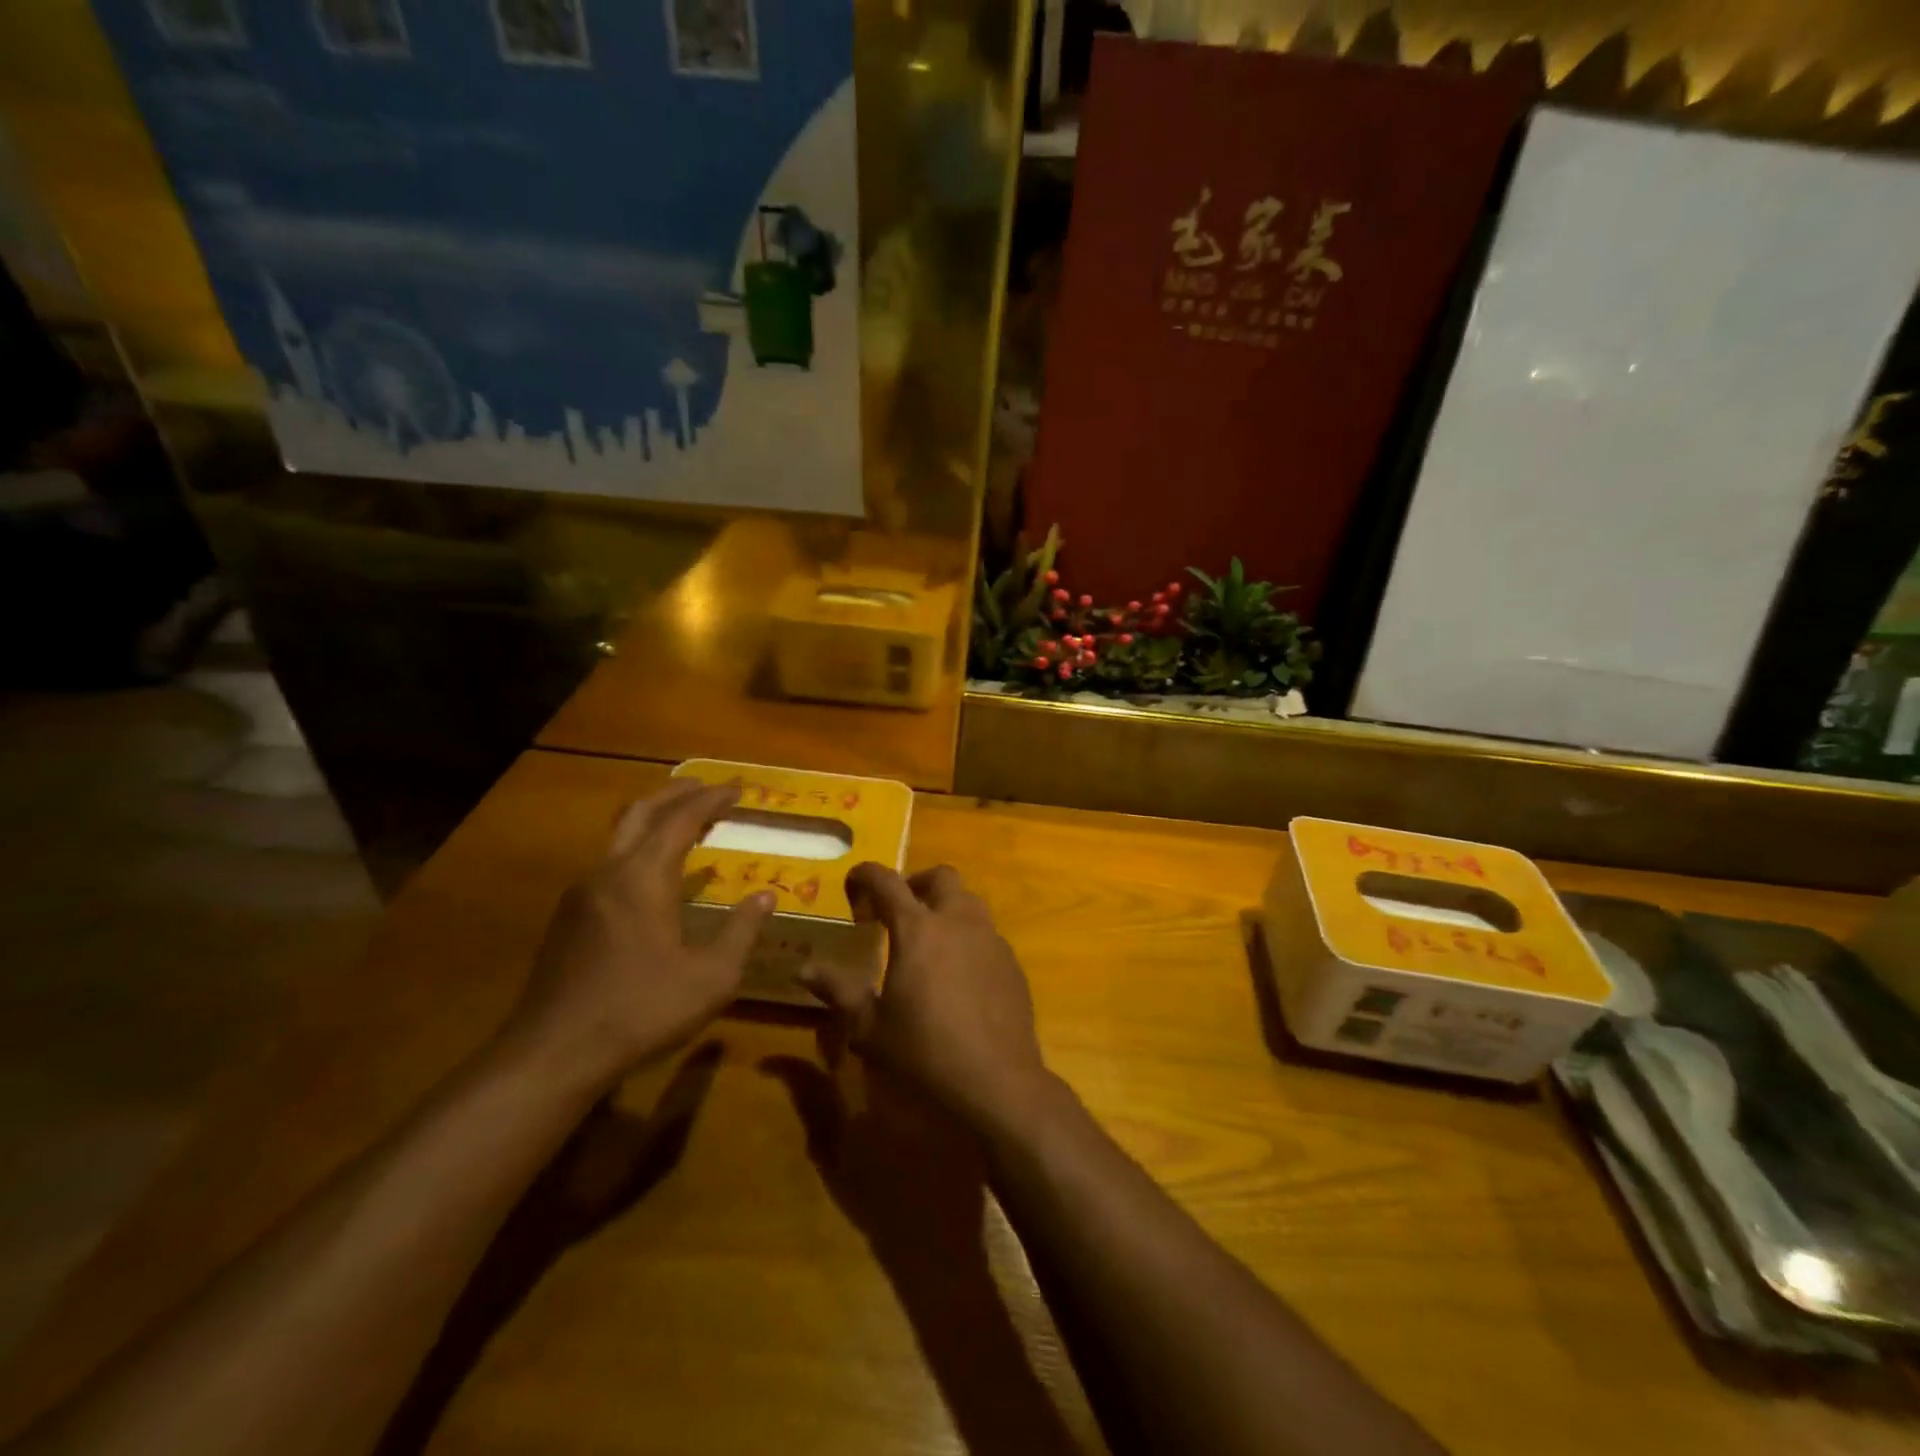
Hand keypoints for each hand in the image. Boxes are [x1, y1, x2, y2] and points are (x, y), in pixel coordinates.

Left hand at [502, 778, 772, 1089]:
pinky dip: (638, 848)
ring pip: (619, 836)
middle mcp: (608, 873)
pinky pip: (609, 863)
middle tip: (707, 787)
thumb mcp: (711, 978)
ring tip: (684, 822)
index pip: (681, 820)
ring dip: (654, 819)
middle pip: (641, 812)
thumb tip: (766, 895)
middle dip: (675, 793)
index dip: (711, 799)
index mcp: (643, 878)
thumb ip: (741, 931)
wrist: (553, 1055)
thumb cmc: (641, 1012)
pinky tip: (653, 875)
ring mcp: (581, 895)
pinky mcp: (568, 919)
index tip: (738, 789)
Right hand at [800, 864, 1053, 1135]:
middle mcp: (958, 922)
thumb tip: (804, 969)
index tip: (853, 881)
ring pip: (969, 901)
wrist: (998, 1084)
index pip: (888, 882)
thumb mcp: (870, 1028)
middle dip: (916, 882)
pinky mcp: (1012, 964)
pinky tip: (959, 974)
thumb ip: (839, 991)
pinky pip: (987, 934)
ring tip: (929, 940)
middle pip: (941, 877)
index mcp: (918, 929)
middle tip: (897, 909)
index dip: (867, 874)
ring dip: (946, 907)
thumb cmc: (925, 1055)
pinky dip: (968, 937)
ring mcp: (991, 940)